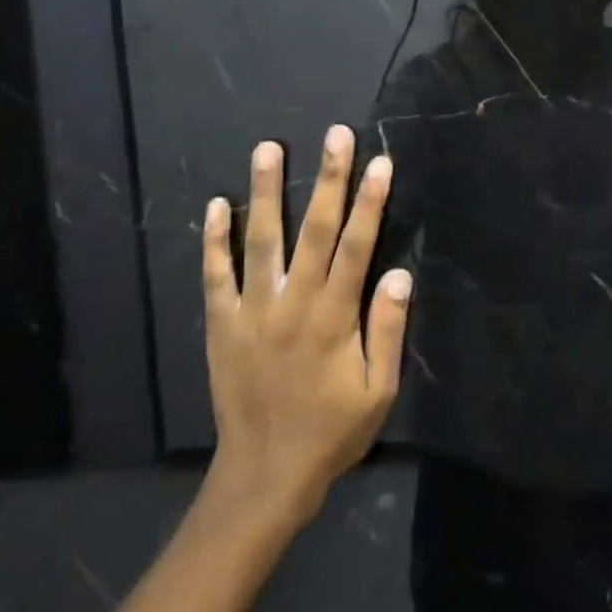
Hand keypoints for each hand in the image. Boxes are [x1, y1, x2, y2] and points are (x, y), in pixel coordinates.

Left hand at [202, 125, 411, 516]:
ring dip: (266, 192)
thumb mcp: (378, 392)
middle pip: (315, 230)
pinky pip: (215, 276)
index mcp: (334, 318)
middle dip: (328, 179)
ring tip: (268, 149)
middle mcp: (293, 303)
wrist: (264, 476)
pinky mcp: (222, 326)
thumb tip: (397, 274)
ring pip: (261, 241)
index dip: (370, 202)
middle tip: (335, 135)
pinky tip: (215, 205)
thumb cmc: (331, 432)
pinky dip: (214, 240)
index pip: (357, 246)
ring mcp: (252, 312)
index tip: (379, 162)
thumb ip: (387, 330)